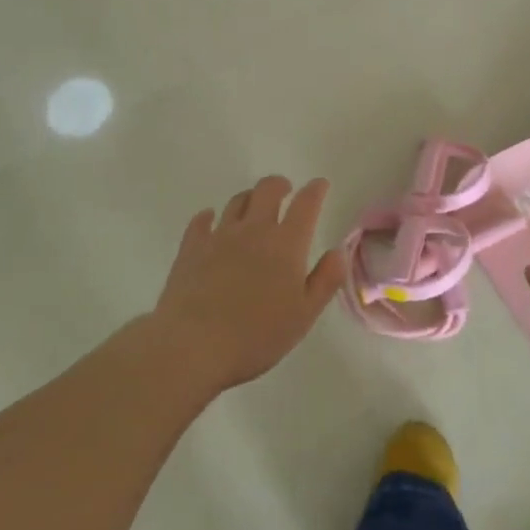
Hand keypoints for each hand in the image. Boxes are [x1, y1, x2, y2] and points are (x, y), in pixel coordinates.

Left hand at [153, 176, 346, 391]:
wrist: (194, 345)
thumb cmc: (256, 335)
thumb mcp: (304, 315)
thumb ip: (326, 280)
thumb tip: (338, 251)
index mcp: (286, 244)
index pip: (306, 204)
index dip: (315, 190)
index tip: (320, 184)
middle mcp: (254, 229)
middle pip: (267, 190)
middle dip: (279, 185)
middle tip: (285, 190)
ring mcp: (220, 236)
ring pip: (237, 201)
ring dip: (249, 198)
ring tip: (253, 206)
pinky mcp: (191, 248)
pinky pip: (201, 221)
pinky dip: (209, 216)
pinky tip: (210, 221)